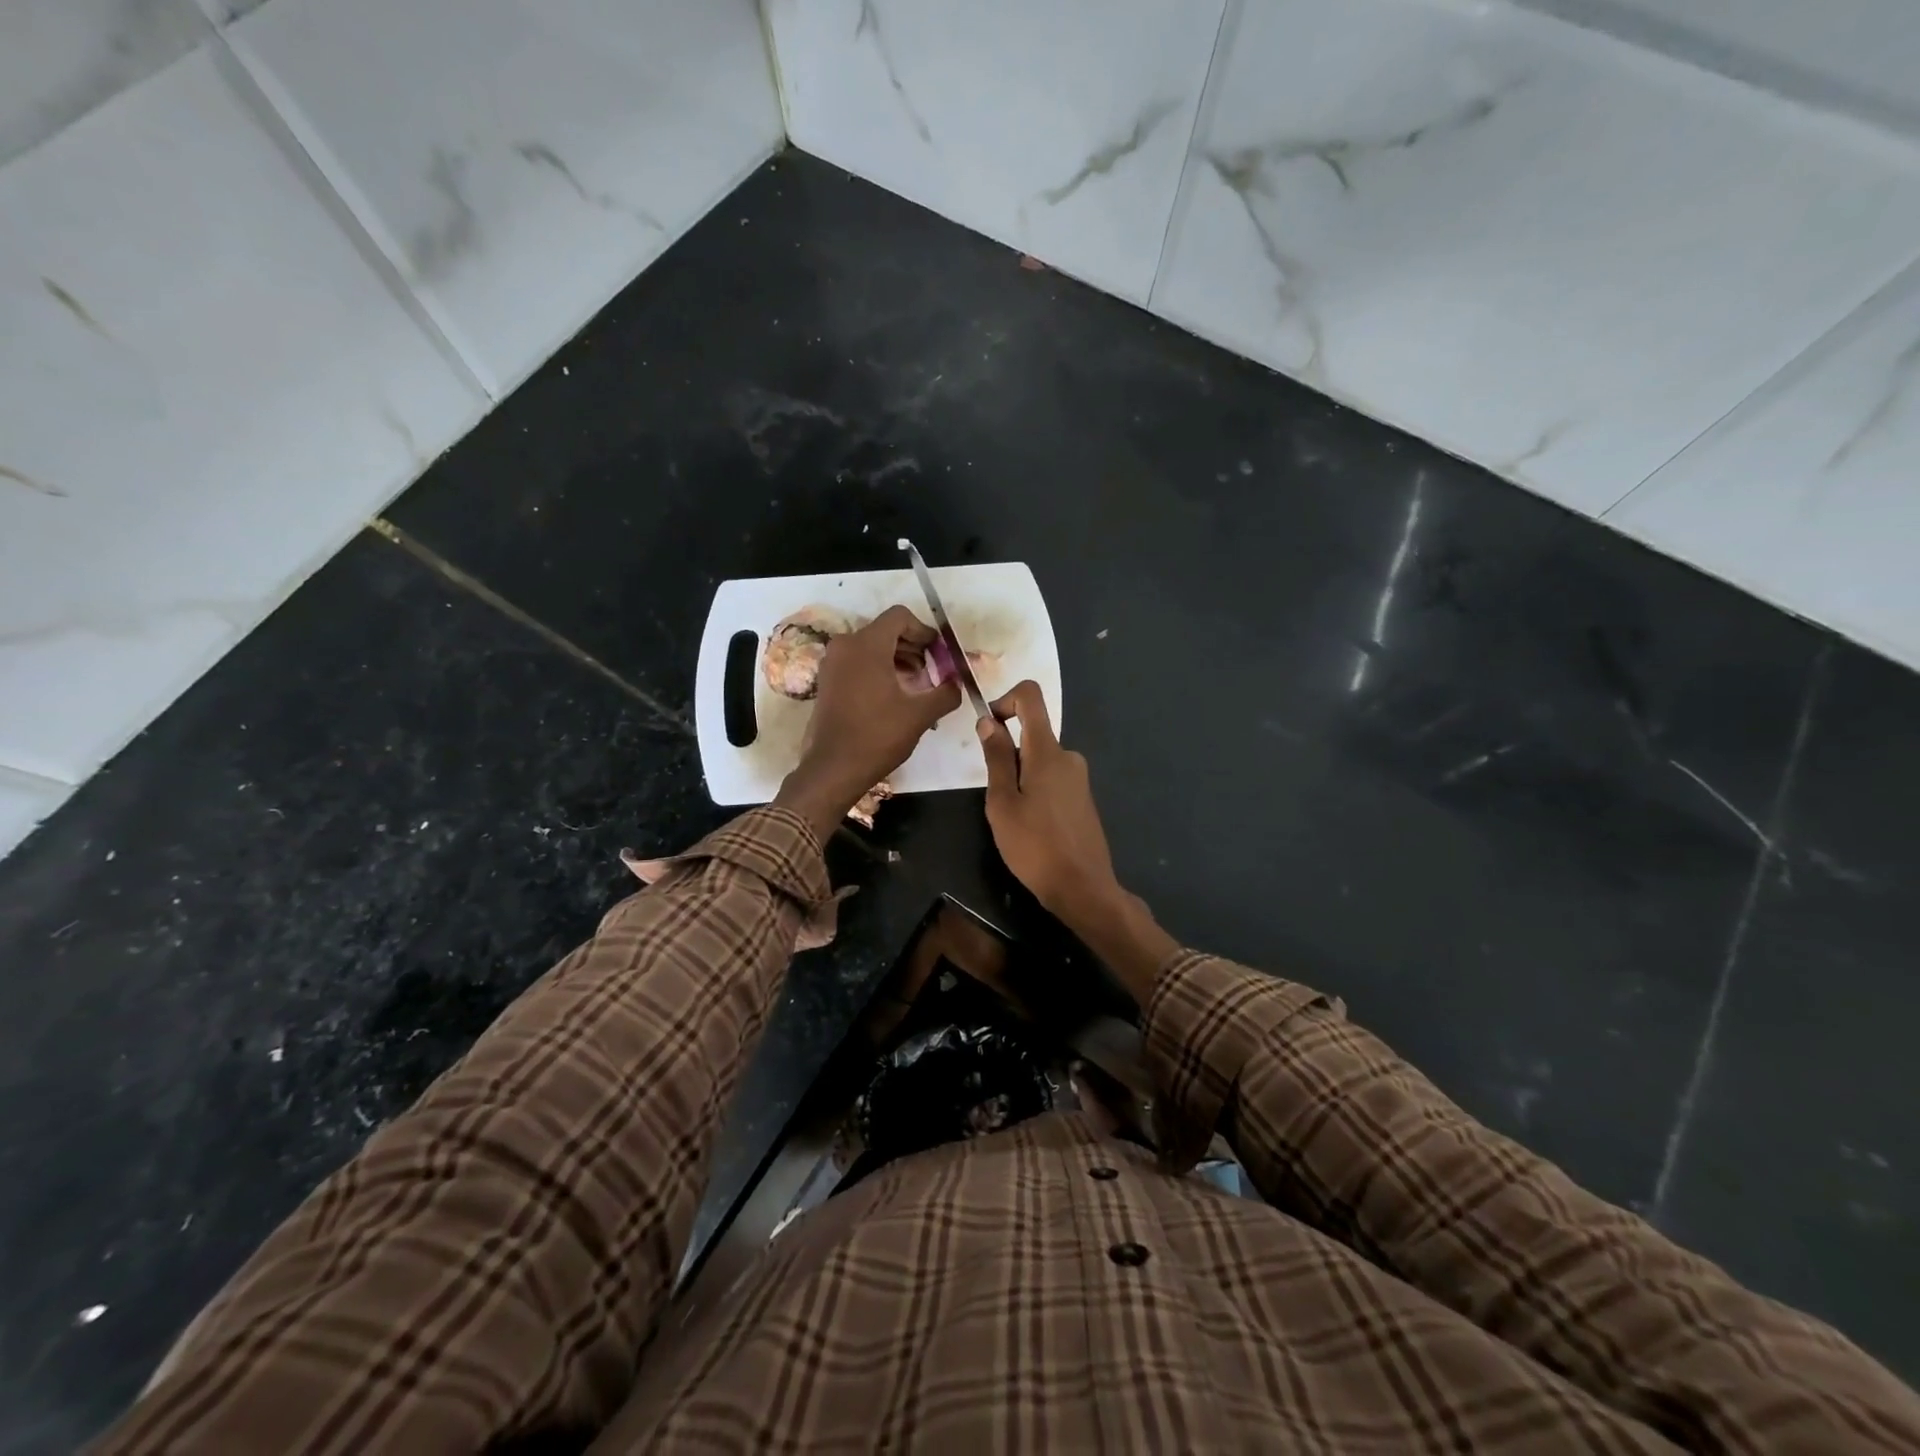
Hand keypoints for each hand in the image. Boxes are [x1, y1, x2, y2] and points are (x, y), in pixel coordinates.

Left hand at [775, 605, 960, 840]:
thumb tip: (958, 683)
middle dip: (912, 647)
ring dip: (896, 659)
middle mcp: (845, 645)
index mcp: (866, 645)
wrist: (833, 768)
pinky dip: (878, 669)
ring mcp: (832, 663)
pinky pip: (857, 662)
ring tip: (915, 685)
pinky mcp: (827, 681)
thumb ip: (945, 693)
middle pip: (885, 631)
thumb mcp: (920, 715)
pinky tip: (893, 695)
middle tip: (931, 671)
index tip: (938, 654)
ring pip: (871, 647)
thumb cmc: (878, 736)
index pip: (900, 617)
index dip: (924, 631)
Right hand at [978, 681, 1176, 1004]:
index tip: (989, 729)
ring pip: (1040, 760)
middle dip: (1007, 753)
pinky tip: (1031, 827)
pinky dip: (1034, 790)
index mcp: (1047, 751)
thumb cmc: (1034, 845)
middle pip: (1032, 733)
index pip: (1031, 697)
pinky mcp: (1082, 798)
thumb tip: (988, 721)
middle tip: (995, 795)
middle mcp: (1068, 756)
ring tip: (1012, 818)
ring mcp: (1079, 778)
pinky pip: (1052, 779)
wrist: (1083, 887)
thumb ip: (996, 758)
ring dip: (1019, 777)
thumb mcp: (1002, 802)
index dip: (1005, 700)